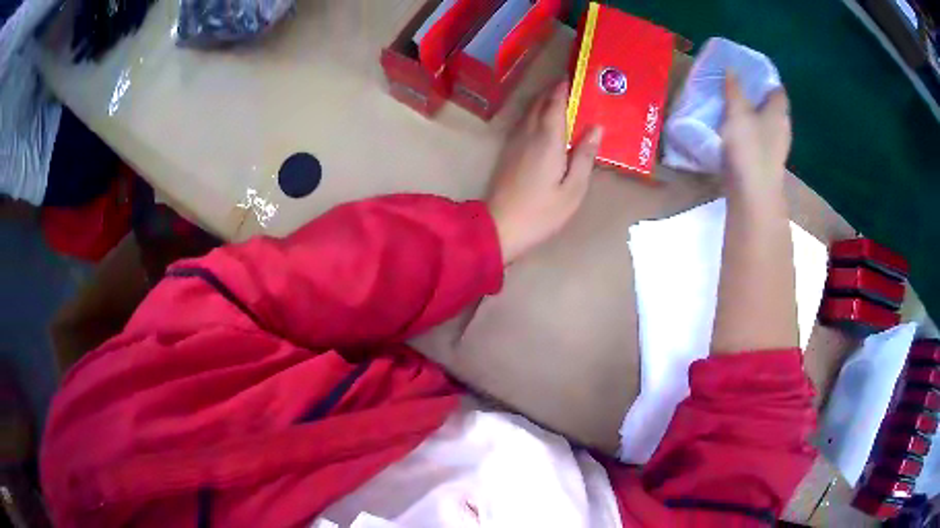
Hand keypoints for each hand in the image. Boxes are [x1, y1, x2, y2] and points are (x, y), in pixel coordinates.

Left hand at [486, 81, 602, 263]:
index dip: (565, 88)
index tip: (576, 77)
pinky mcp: (509, 152)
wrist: (500, 227)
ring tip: (563, 100)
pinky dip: (537, 115)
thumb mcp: (573, 189)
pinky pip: (525, 123)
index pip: (556, 103)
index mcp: (547, 139)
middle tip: (573, 86)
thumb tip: (596, 127)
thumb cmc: (542, 212)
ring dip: (545, 101)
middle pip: (540, 103)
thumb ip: (584, 156)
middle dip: (555, 91)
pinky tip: (546, 123)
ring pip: (530, 111)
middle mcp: (529, 134)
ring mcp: (515, 142)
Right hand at [720, 72, 791, 194]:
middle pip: (774, 108)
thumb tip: (731, 68)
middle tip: (739, 88)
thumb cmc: (749, 148)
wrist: (753, 195)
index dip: (767, 80)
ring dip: (755, 117)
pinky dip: (751, 134)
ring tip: (734, 109)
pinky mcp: (767, 163)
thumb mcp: (737, 112)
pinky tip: (737, 134)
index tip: (750, 73)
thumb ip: (734, 90)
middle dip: (759, 98)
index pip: (778, 90)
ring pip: (767, 125)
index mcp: (779, 112)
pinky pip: (760, 140)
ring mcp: (776, 148)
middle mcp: (782, 128)